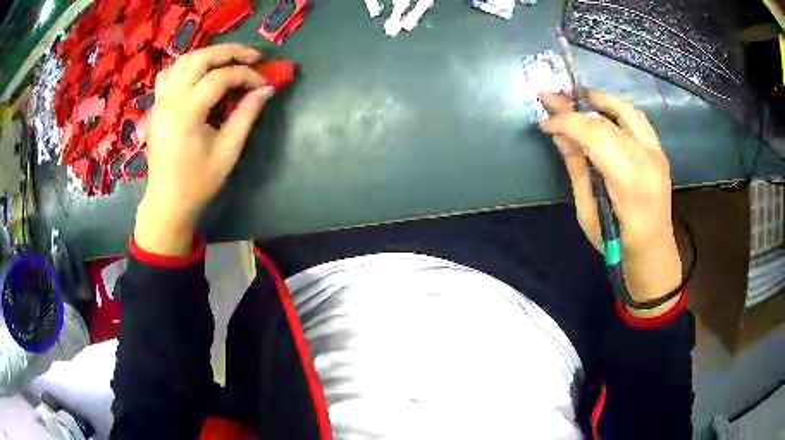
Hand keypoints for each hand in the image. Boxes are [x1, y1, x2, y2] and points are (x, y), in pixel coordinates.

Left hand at [134, 44, 274, 256]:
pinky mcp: (157, 106)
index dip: (246, 75)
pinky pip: (169, 74)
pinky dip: (186, 67)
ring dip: (208, 55)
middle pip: (200, 58)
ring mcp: (160, 101)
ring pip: (183, 61)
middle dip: (229, 52)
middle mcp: (170, 100)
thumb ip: (246, 116)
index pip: (220, 77)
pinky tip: (198, 74)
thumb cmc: (198, 182)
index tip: (263, 84)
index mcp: (187, 112)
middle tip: (252, 57)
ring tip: (228, 61)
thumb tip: (267, 89)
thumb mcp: (227, 151)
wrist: (167, 202)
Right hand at [539, 91, 681, 317]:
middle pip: (608, 120)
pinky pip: (638, 119)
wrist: (653, 252)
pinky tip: (603, 110)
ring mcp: (657, 153)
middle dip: (576, 107)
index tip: (545, 123)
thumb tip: (559, 135)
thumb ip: (577, 169)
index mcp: (629, 183)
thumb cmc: (617, 244)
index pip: (595, 136)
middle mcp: (647, 161)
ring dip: (599, 99)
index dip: (567, 123)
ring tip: (576, 97)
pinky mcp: (660, 151)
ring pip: (626, 110)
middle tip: (551, 97)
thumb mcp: (588, 212)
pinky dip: (617, 109)